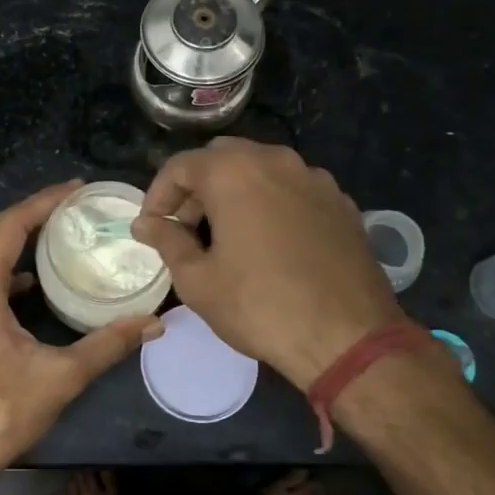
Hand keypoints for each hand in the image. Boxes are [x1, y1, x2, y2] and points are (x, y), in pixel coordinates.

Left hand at [0, 181, 158, 484]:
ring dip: (11, 241)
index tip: (76, 188)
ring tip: (51, 236)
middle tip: (69, 206)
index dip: (43, 202)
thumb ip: (108, 345)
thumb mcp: (60, 376)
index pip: (10, 226)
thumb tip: (154, 323)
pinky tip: (26, 288)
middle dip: (29, 214)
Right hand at [133, 138, 406, 389]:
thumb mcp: (198, 280)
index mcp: (234, 172)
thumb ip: (167, 241)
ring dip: (235, 192)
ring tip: (226, 235)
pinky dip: (271, 202)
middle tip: (186, 228)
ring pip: (261, 169)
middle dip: (197, 187)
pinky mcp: (340, 202)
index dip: (158, 194)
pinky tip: (270, 242)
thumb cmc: (260, 306)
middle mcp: (276, 161)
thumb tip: (145, 224)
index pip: (180, 165)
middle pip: (222, 158)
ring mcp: (314, 178)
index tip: (152, 226)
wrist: (348, 335)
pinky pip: (293, 189)